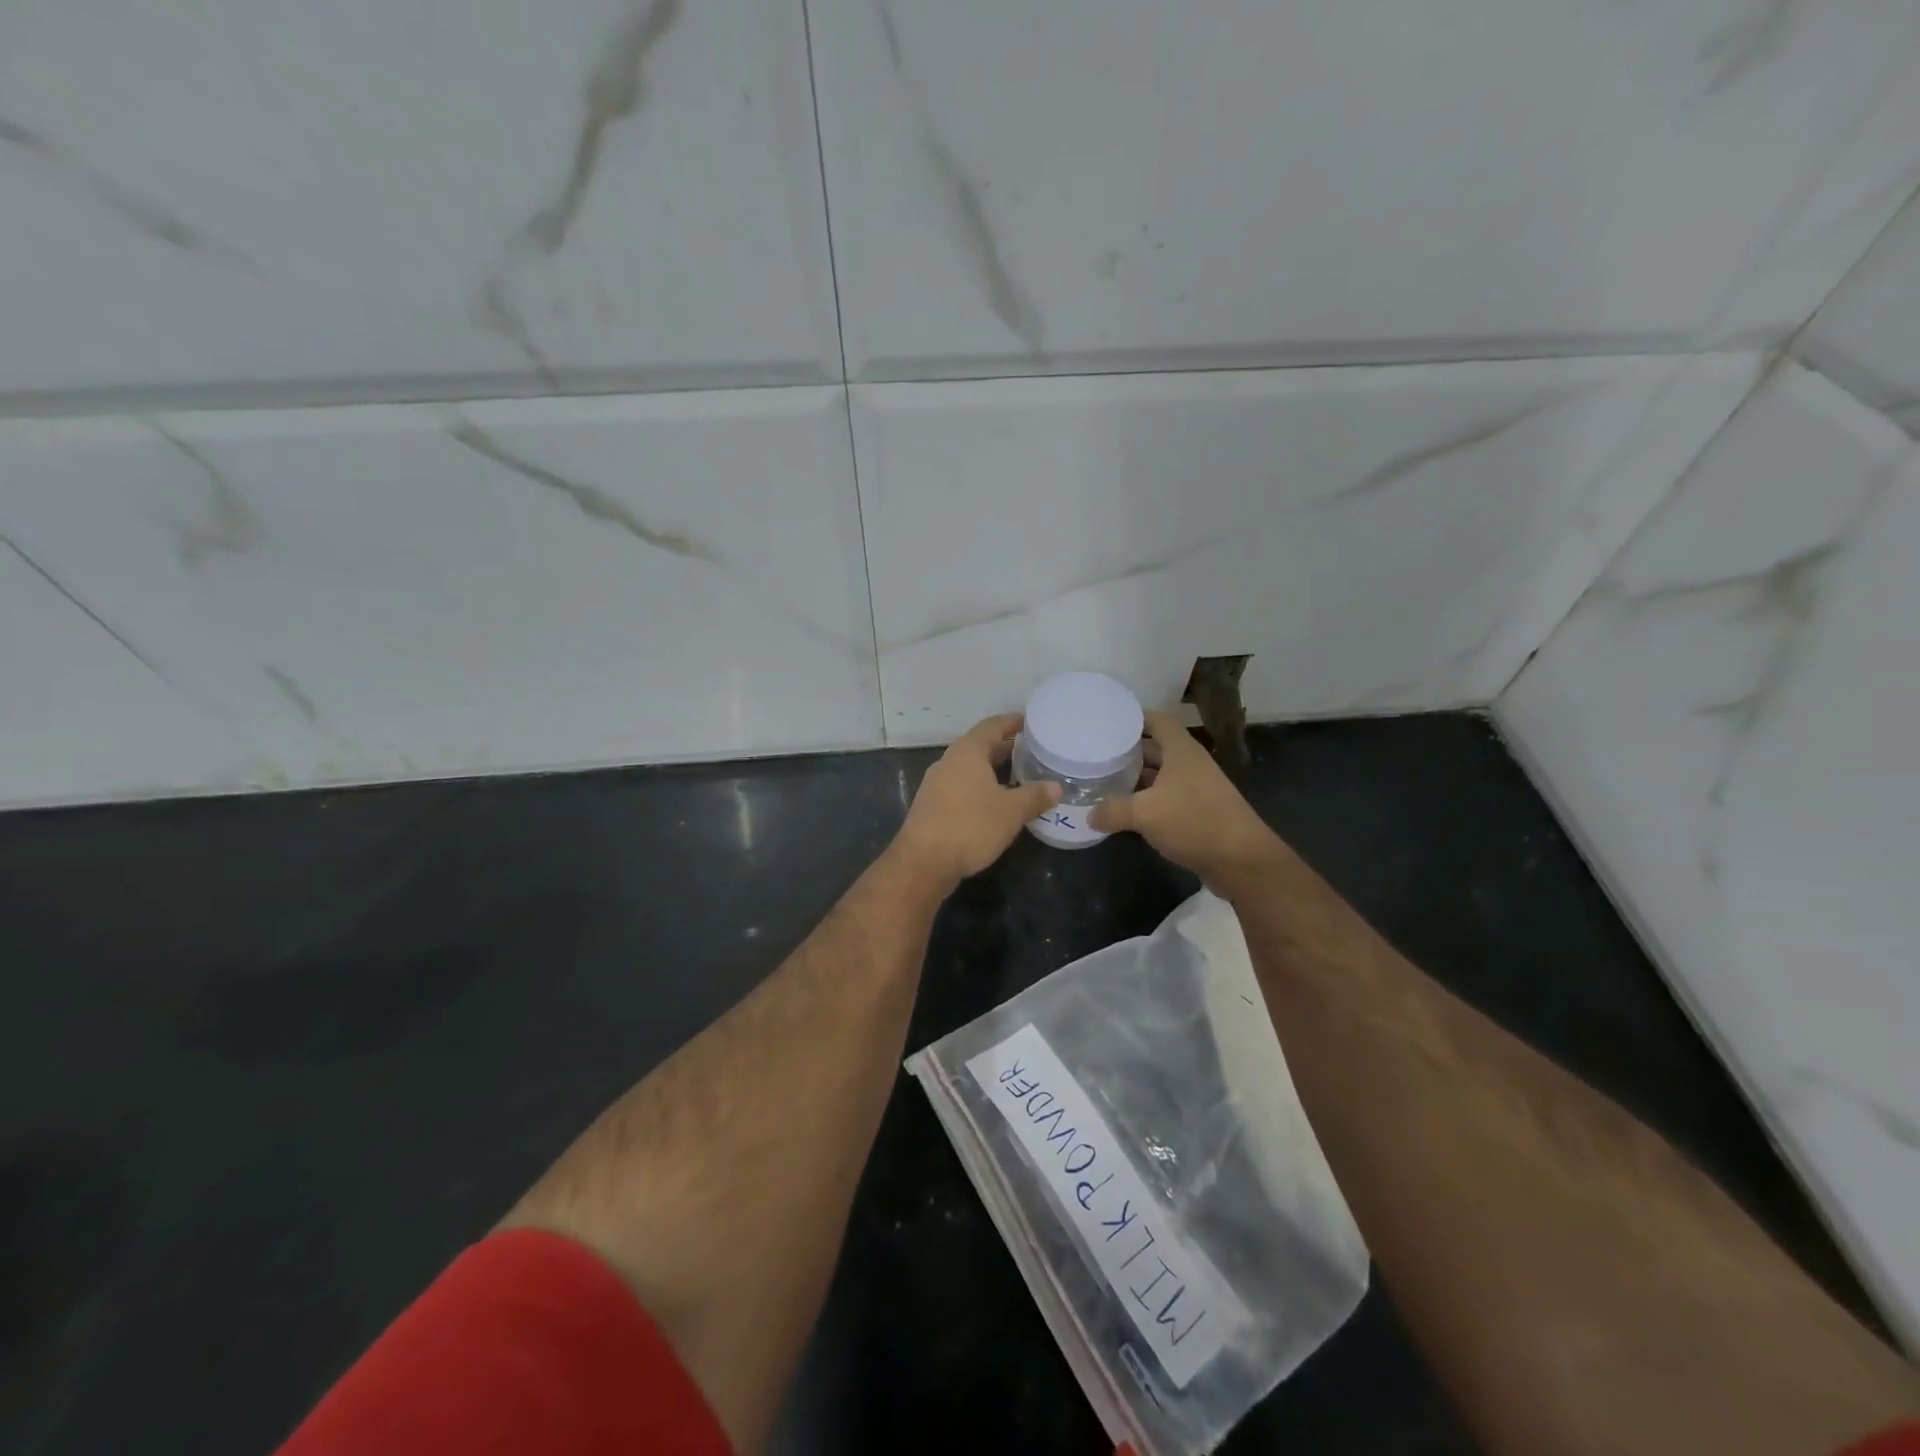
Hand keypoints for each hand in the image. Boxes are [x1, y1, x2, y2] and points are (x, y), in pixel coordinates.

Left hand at [893, 714, 1059, 891]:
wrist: (923, 862)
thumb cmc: (970, 826)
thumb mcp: (1011, 812)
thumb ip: (1034, 796)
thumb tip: (1055, 787)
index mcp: (967, 752)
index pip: (992, 726)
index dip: (1012, 722)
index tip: (1030, 722)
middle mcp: (949, 761)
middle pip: (980, 746)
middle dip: (1006, 749)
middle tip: (1032, 753)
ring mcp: (937, 784)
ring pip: (970, 769)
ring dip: (993, 771)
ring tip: (1020, 778)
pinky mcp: (932, 805)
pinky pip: (962, 787)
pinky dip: (981, 788)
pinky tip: (996, 803)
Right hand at [1089, 710, 1283, 890]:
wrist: (1241, 860)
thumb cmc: (1194, 821)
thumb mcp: (1144, 814)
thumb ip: (1112, 810)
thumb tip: (1090, 816)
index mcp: (1181, 751)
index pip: (1157, 720)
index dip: (1134, 717)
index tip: (1108, 721)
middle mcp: (1190, 764)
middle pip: (1156, 748)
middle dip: (1129, 751)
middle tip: (1097, 754)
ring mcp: (1196, 789)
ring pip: (1160, 775)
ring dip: (1136, 778)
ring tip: (1105, 781)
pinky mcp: (1198, 812)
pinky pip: (1167, 798)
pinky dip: (1147, 801)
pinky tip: (1126, 812)